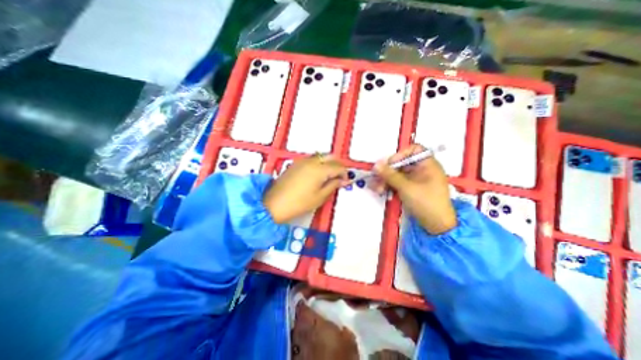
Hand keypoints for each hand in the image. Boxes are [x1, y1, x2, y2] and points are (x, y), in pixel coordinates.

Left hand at [263, 155, 347, 222]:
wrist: (274, 204)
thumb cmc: (298, 203)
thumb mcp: (320, 197)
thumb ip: (333, 185)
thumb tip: (342, 180)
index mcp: (319, 169)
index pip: (338, 167)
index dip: (345, 173)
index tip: (345, 181)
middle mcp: (311, 161)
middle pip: (331, 157)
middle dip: (338, 165)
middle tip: (339, 177)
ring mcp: (302, 161)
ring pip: (321, 156)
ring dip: (328, 163)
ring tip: (329, 176)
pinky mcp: (296, 163)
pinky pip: (312, 159)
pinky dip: (319, 163)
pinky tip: (318, 174)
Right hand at [374, 144, 457, 234]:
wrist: (436, 226)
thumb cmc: (427, 203)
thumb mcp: (407, 187)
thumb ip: (390, 175)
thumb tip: (376, 165)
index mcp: (428, 165)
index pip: (414, 150)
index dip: (401, 154)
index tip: (390, 164)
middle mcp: (421, 170)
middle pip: (401, 164)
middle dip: (387, 171)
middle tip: (376, 178)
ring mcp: (415, 180)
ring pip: (397, 174)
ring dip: (385, 180)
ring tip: (377, 188)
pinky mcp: (410, 189)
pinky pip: (397, 183)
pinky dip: (389, 186)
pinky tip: (380, 191)